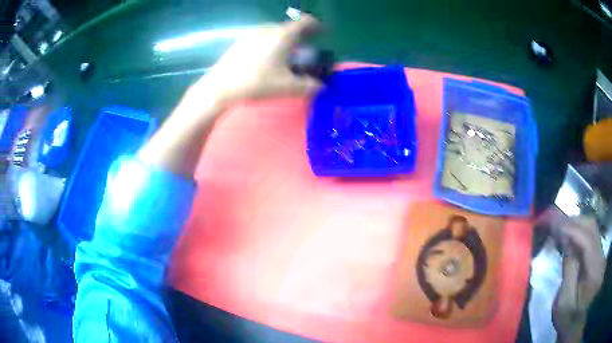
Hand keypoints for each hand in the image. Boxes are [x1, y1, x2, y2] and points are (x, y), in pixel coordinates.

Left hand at [184, 14, 321, 106]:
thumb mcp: (287, 87)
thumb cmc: (257, 83)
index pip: (304, 23)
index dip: (315, 25)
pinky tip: (265, 58)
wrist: (221, 87)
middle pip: (287, 27)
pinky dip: (268, 43)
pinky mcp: (238, 44)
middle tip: (305, 44)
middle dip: (299, 34)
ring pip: (272, 32)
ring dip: (282, 39)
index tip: (322, 30)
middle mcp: (267, 31)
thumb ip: (307, 86)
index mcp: (282, 36)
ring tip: (285, 52)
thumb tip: (320, 87)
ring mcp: (250, 36)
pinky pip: (259, 39)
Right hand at [543, 208, 605, 342]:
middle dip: (572, 222)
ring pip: (591, 226)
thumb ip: (568, 272)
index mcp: (593, 270)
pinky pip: (590, 232)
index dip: (572, 229)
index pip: (586, 240)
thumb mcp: (565, 303)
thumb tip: (565, 242)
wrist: (577, 322)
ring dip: (575, 223)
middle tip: (554, 223)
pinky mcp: (596, 253)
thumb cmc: (568, 318)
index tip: (554, 226)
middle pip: (590, 226)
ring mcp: (599, 252)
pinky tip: (569, 235)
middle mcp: (599, 255)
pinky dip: (579, 229)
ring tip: (560, 227)